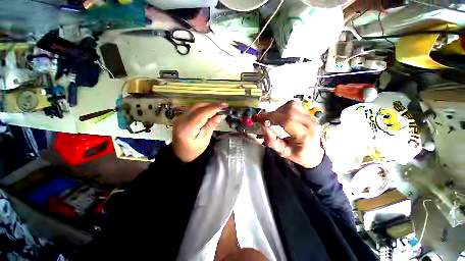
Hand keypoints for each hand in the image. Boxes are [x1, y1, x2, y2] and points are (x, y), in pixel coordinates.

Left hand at [172, 103, 226, 162]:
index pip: (201, 114)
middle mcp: (181, 120)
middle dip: (212, 105)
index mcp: (187, 128)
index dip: (213, 108)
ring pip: (195, 106)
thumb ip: (210, 126)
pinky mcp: (181, 116)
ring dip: (208, 105)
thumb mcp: (204, 141)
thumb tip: (219, 116)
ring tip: (219, 107)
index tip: (224, 106)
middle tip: (223, 106)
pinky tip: (210, 109)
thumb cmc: (193, 150)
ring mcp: (180, 117)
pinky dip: (203, 108)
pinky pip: (193, 108)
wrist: (179, 153)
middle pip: (198, 107)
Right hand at [256, 101, 323, 168]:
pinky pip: (294, 105)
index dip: (271, 117)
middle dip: (273, 113)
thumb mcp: (283, 152)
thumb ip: (272, 141)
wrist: (313, 153)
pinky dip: (284, 108)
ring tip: (273, 119)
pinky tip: (280, 116)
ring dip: (278, 110)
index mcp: (305, 136)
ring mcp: (311, 117)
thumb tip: (263, 126)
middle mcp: (310, 124)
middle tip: (264, 119)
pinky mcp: (309, 113)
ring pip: (292, 105)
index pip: (287, 120)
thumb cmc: (298, 154)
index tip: (259, 118)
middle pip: (290, 110)